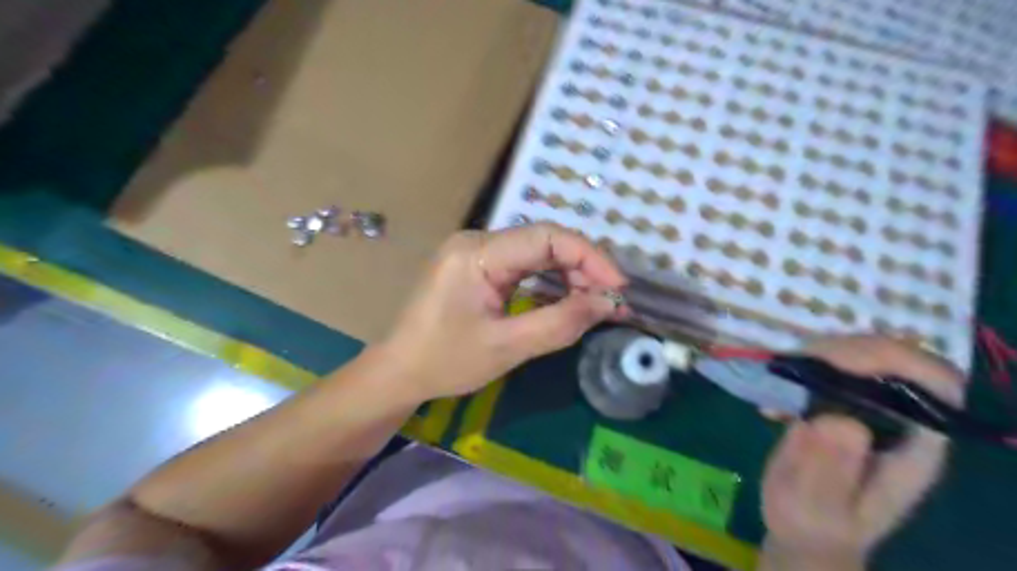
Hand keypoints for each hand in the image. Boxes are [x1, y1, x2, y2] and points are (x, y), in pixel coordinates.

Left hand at [376, 222, 622, 401]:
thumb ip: (560, 323)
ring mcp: (475, 251)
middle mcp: (476, 241)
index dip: (589, 257)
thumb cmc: (445, 361)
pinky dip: (549, 281)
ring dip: (569, 275)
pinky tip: (568, 299)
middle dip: (583, 268)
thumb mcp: (507, 347)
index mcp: (477, 253)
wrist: (399, 371)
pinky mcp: (477, 266)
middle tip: (611, 300)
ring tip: (597, 302)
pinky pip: (523, 264)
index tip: (618, 286)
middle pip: (544, 241)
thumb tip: (608, 304)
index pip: (547, 237)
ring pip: (536, 252)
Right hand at [758, 337, 962, 569]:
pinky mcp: (837, 402)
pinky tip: (773, 399)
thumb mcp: (821, 507)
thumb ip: (832, 468)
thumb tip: (838, 420)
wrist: (805, 528)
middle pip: (895, 358)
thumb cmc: (816, 522)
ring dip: (818, 354)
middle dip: (847, 349)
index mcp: (914, 445)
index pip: (934, 384)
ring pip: (861, 354)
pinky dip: (798, 367)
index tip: (838, 361)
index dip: (895, 360)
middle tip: (799, 361)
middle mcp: (898, 418)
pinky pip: (828, 365)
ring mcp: (867, 407)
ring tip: (781, 377)